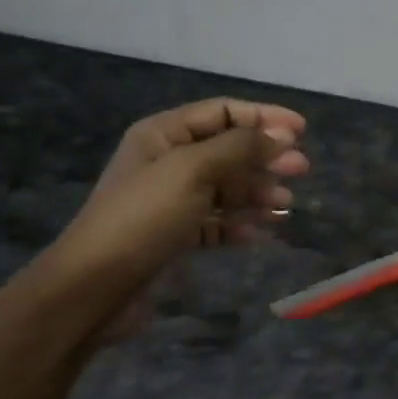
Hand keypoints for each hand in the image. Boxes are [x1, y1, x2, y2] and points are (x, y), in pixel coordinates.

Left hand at [43, 98, 308, 331]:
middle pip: (229, 150)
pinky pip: (217, 222)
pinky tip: (262, 232)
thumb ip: (240, 147)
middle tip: (302, 170)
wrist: (95, 286)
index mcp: (164, 134)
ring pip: (227, 188)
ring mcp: (171, 200)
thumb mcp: (193, 170)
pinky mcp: (176, 236)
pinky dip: (241, 223)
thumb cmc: (144, 217)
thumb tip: (280, 136)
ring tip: (286, 206)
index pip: (223, 112)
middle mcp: (168, 162)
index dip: (264, 117)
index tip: (302, 131)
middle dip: (266, 158)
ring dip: (258, 192)